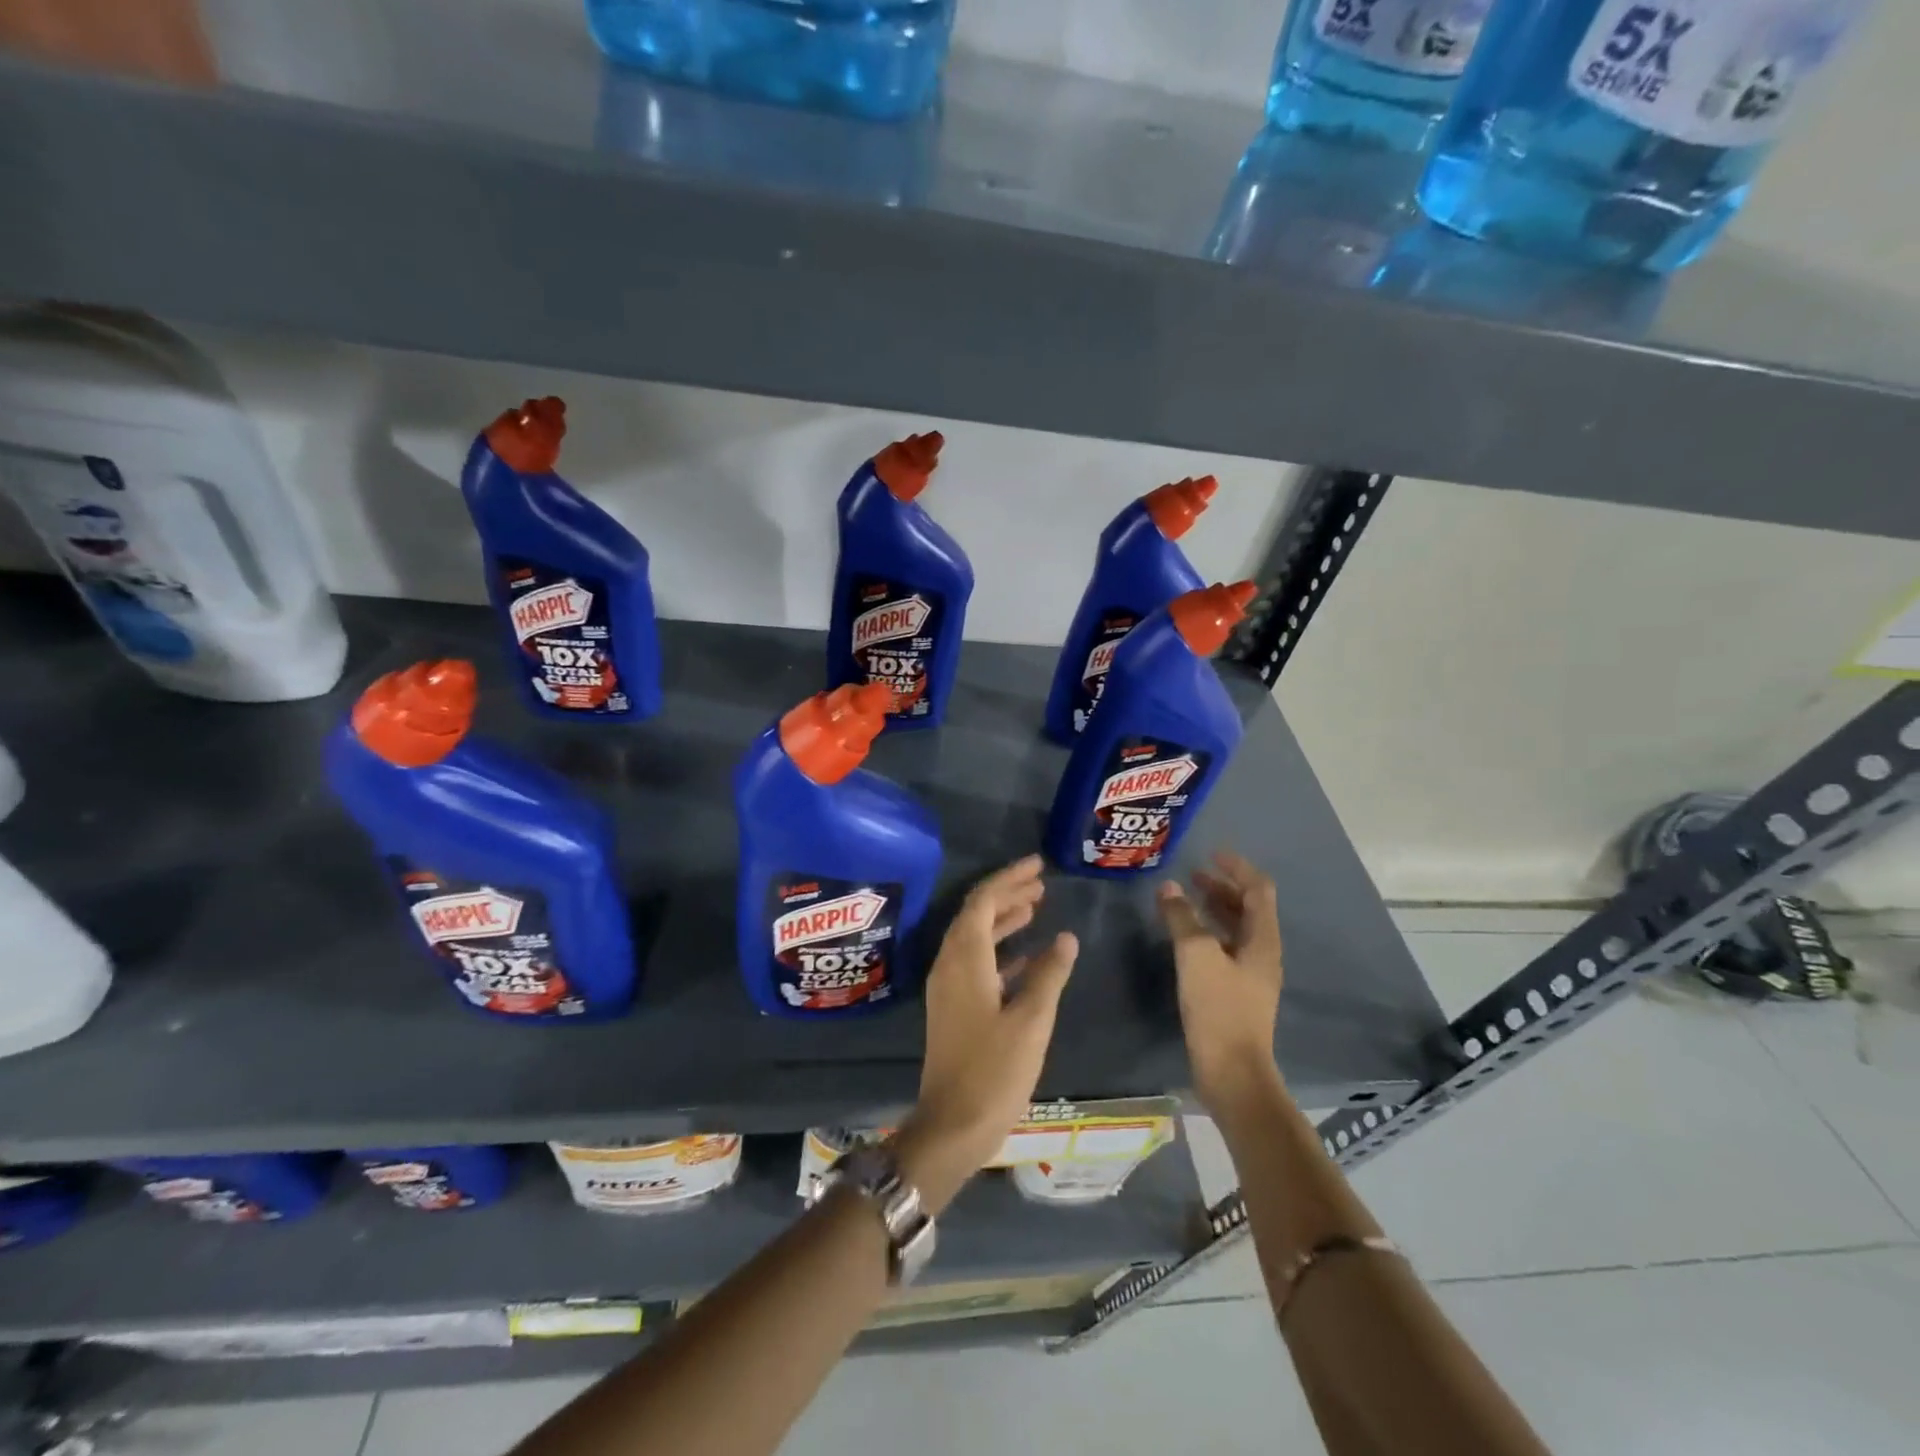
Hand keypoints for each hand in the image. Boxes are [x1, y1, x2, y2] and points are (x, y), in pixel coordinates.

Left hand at [894, 855, 1077, 1214]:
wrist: (952, 1126)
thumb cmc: (994, 1071)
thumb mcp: (1031, 1020)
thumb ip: (1049, 974)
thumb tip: (1066, 937)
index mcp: (965, 960)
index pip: (982, 902)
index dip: (1009, 879)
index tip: (1038, 865)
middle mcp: (950, 965)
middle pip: (976, 914)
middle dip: (1007, 894)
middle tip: (1041, 882)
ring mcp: (948, 988)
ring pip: (975, 938)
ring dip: (1003, 919)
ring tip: (1036, 906)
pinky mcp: (954, 1008)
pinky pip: (976, 963)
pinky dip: (1000, 950)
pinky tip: (1026, 954)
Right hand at [1158, 850, 1284, 1113]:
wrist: (1232, 1072)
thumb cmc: (1219, 1008)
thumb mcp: (1196, 955)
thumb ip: (1182, 918)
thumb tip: (1169, 888)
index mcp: (1262, 940)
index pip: (1258, 889)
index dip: (1237, 867)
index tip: (1211, 853)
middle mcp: (1262, 953)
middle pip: (1248, 908)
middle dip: (1222, 887)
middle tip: (1193, 874)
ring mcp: (1249, 975)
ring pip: (1235, 929)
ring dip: (1213, 908)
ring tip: (1185, 898)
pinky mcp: (1234, 993)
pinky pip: (1223, 949)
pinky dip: (1206, 933)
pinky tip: (1183, 937)